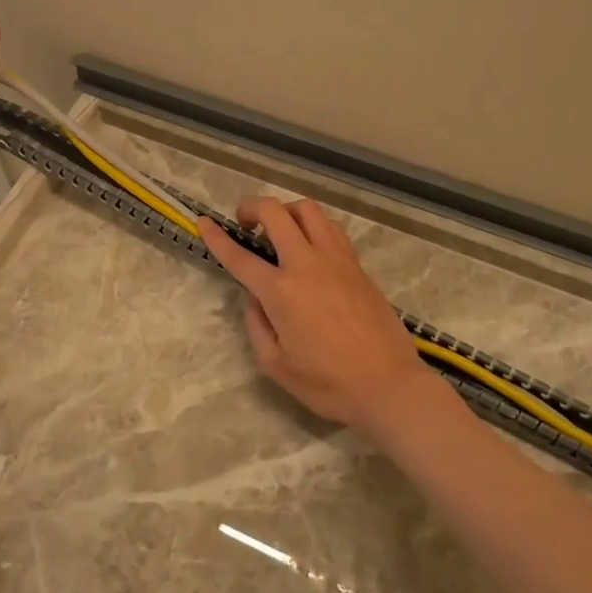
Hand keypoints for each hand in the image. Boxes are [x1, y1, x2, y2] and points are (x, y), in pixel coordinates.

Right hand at [198, 196, 432, 434]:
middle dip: (252, 207)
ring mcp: (337, 259)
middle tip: (245, 222)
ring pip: (309, 210)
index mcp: (281, 292)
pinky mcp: (358, 265)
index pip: (240, 256)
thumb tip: (255, 298)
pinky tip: (311, 246)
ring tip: (281, 230)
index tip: (203, 221)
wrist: (388, 385)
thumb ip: (257, 325)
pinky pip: (331, 228)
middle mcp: (307, 264)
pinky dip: (314, 226)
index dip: (217, 237)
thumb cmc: (328, 383)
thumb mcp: (276, 365)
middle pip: (276, 212)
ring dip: (287, 211)